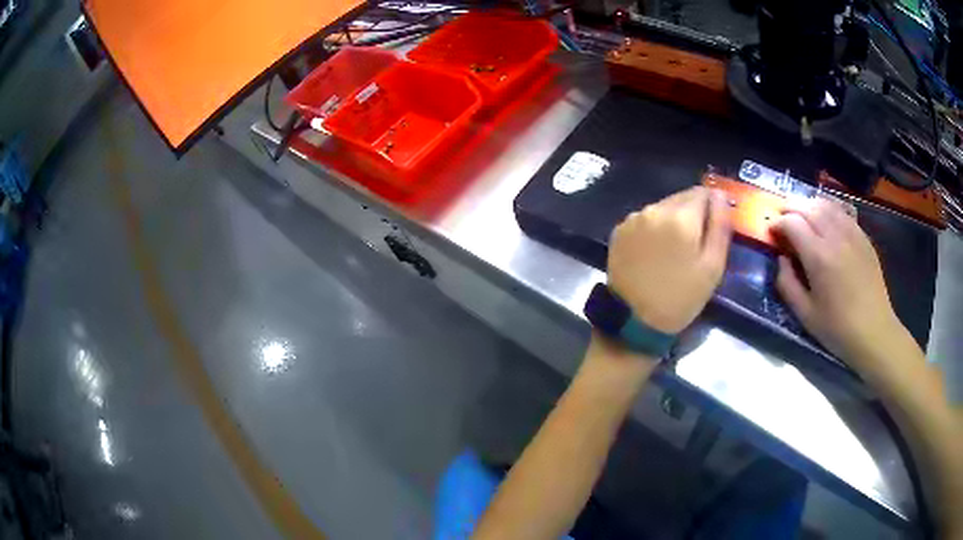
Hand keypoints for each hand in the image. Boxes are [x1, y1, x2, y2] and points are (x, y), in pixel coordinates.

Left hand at [607, 187, 731, 333]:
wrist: (634, 321)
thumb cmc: (680, 297)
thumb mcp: (713, 267)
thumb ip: (720, 225)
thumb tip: (721, 195)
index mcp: (681, 216)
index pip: (703, 193)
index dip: (712, 207)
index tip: (714, 227)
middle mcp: (654, 209)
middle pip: (682, 198)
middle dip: (693, 214)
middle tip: (695, 244)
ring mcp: (633, 218)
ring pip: (662, 208)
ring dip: (672, 220)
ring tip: (674, 251)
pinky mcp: (619, 231)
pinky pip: (644, 220)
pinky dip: (653, 229)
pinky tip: (654, 253)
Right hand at [770, 199, 902, 364]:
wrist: (874, 332)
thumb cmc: (837, 329)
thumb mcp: (805, 314)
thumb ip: (787, 284)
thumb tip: (781, 259)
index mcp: (818, 257)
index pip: (792, 223)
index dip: (778, 223)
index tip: (771, 231)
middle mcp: (835, 237)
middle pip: (808, 207)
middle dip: (790, 207)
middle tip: (781, 216)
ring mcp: (852, 234)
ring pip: (826, 204)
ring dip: (809, 204)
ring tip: (801, 214)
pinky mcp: (863, 237)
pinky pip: (843, 212)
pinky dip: (829, 209)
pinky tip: (825, 219)